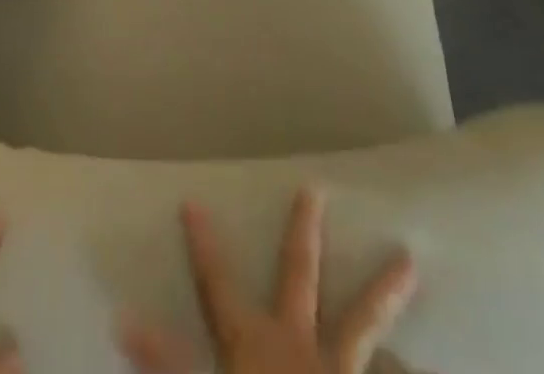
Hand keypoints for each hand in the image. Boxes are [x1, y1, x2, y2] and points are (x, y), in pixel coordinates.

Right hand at [123, 189, 421, 373]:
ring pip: (363, 321)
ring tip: (411, 261)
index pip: (218, 285)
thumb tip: (122, 320)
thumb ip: (167, 362)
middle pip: (299, 274)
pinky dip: (407, 365)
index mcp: (253, 343)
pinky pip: (390, 372)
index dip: (204, 244)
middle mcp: (300, 344)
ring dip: (383, 291)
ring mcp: (341, 371)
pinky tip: (420, 359)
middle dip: (302, 230)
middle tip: (315, 188)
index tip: (192, 201)